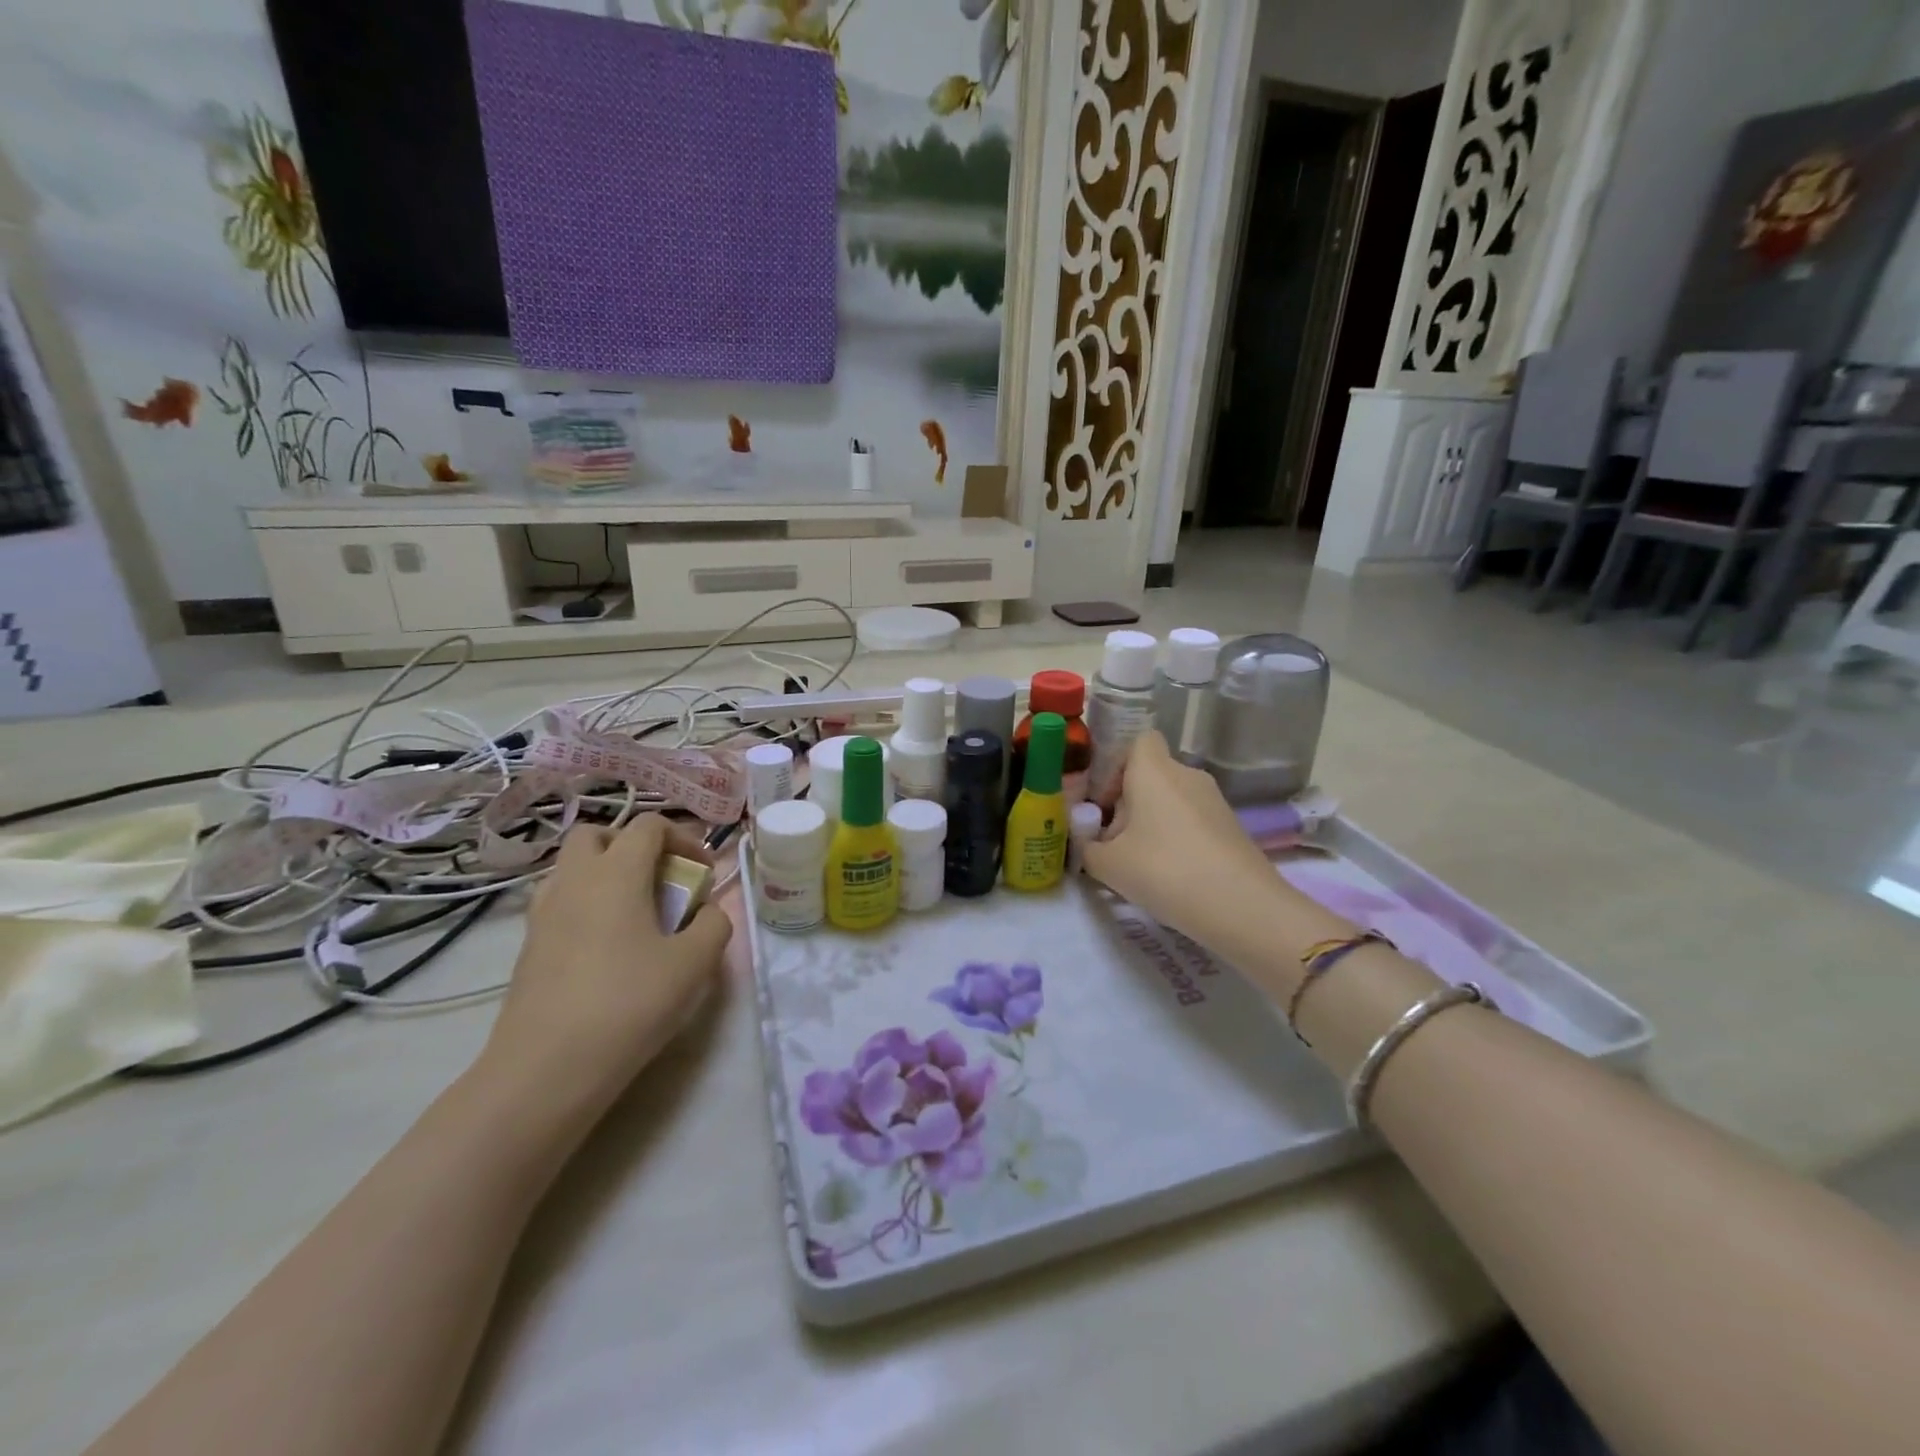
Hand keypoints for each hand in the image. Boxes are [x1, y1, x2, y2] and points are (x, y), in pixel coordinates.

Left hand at [482, 815, 732, 1114]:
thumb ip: (713, 924)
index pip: (648, 825)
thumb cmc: (629, 1003)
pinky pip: (560, 902)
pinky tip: (607, 945)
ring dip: (605, 873)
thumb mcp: (694, 964)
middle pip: (597, 834)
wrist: (546, 1068)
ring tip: (635, 912)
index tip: (703, 872)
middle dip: (632, 845)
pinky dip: (586, 904)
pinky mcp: (528, 946)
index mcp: (616, 872)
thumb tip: (705, 911)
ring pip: (572, 867)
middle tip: (660, 879)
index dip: (683, 838)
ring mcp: (543, 912)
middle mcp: (574, 880)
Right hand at [1081, 733, 1281, 957]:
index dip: (1116, 766)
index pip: (1138, 741)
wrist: (1242, 907)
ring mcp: (1214, 800)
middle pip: (1151, 776)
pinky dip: (1178, 839)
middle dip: (1129, 805)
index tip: (1105, 803)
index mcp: (1154, 770)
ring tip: (1141, 866)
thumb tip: (1088, 844)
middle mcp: (1186, 775)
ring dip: (1152, 824)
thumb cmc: (1164, 870)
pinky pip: (1192, 821)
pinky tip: (1172, 876)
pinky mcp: (1231, 826)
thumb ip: (1087, 849)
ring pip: (1171, 800)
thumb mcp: (1108, 865)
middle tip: (1114, 845)